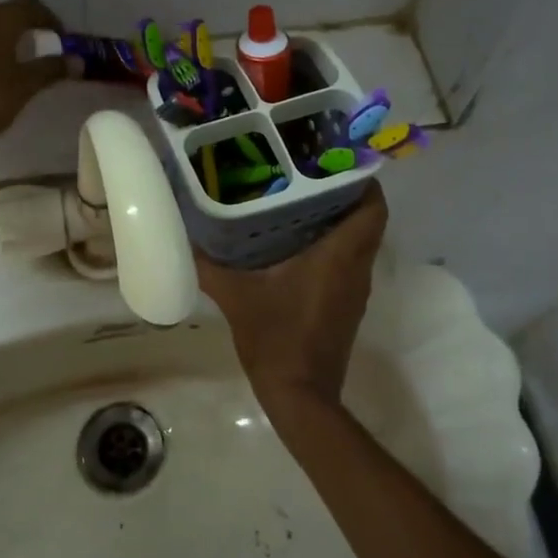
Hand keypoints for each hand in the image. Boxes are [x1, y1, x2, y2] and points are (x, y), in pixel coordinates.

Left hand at [0, 0, 65, 152]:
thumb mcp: (25, 86)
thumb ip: (51, 69)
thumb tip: (78, 61)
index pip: (31, 6)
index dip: (51, 20)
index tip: (63, 41)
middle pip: (8, 13)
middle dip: (29, 28)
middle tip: (45, 50)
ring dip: (7, 37)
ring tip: (20, 61)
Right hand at [196, 186, 387, 414]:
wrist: (300, 397)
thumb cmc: (275, 338)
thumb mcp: (236, 296)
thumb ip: (209, 263)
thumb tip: (185, 233)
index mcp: (339, 256)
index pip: (373, 206)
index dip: (362, 179)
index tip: (334, 160)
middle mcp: (356, 268)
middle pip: (368, 219)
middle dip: (345, 193)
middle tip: (308, 174)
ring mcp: (355, 289)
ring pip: (359, 241)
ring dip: (339, 219)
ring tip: (299, 200)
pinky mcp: (347, 305)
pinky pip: (349, 261)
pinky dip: (333, 244)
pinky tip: (296, 242)